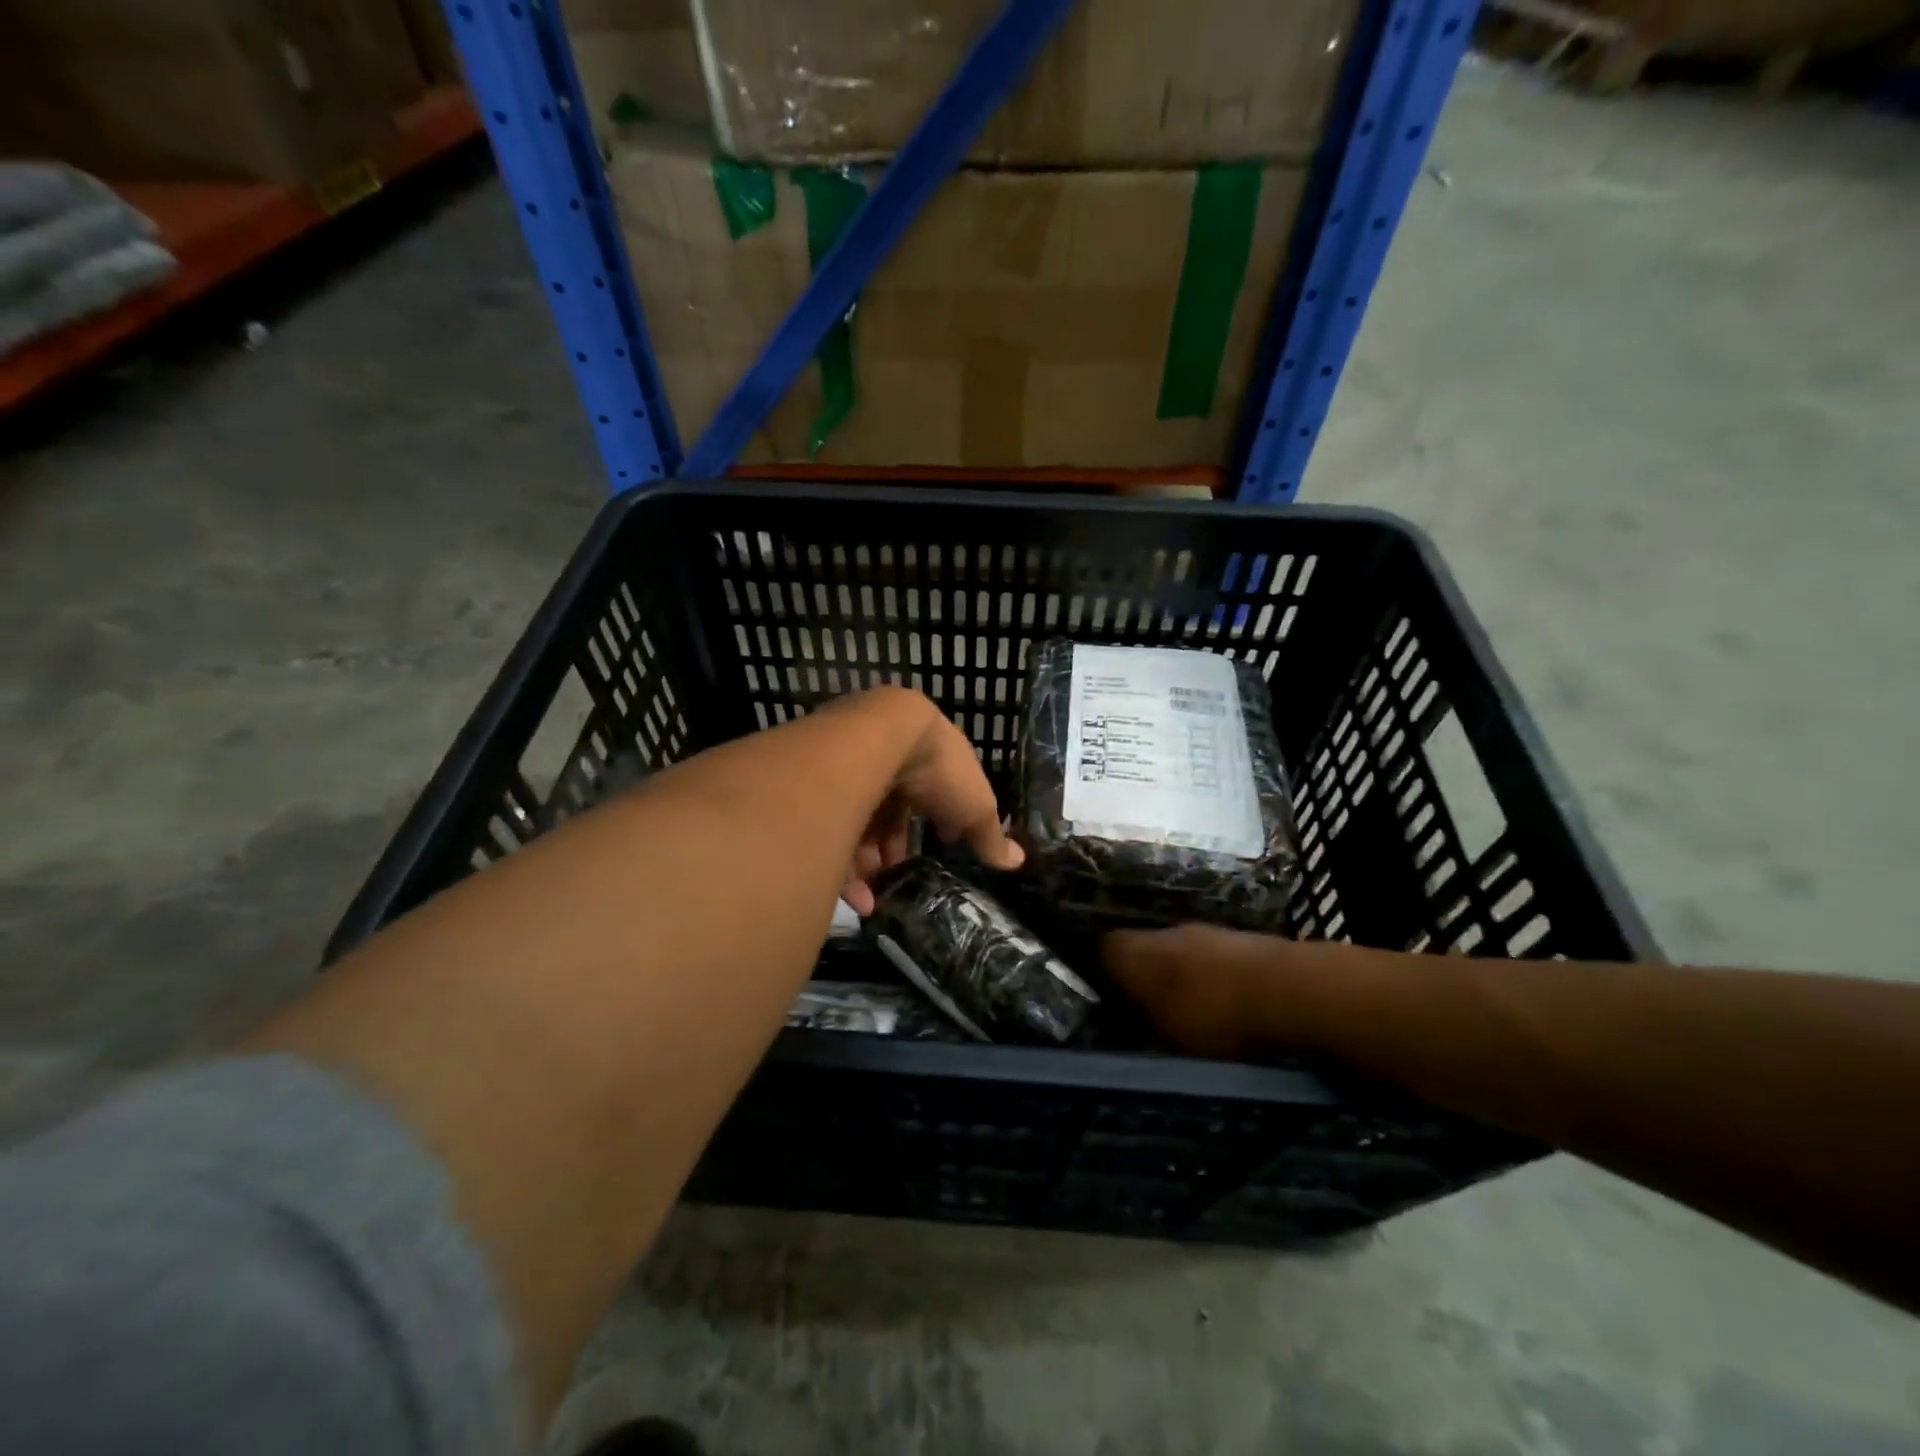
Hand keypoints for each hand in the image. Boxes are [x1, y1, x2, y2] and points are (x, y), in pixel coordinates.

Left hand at [833, 690, 1023, 914]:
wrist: (880, 740)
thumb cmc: (938, 771)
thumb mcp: (976, 807)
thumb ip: (990, 836)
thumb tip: (1017, 861)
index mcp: (926, 757)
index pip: (929, 794)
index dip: (936, 822)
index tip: (940, 848)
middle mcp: (885, 760)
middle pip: (888, 812)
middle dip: (894, 850)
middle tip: (901, 879)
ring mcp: (850, 772)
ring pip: (858, 825)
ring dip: (870, 866)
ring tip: (878, 898)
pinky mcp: (822, 792)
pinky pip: (832, 835)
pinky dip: (845, 869)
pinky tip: (858, 899)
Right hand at [1104, 923, 1324, 1057]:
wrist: (1288, 989)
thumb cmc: (1211, 1016)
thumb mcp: (1162, 1038)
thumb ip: (1135, 1027)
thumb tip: (1118, 1025)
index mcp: (1132, 951)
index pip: (1100, 950)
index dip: (1098, 974)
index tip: (1104, 1001)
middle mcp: (1161, 931)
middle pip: (1139, 948)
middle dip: (1141, 976)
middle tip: (1145, 1011)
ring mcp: (1203, 931)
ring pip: (1176, 952)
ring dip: (1178, 976)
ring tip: (1187, 1012)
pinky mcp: (1236, 938)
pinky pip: (1209, 958)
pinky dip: (1210, 977)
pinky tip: (1222, 1004)